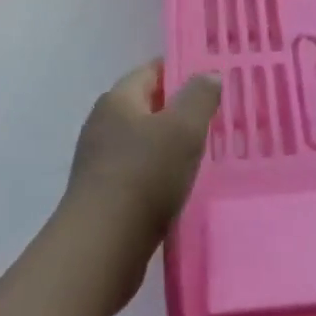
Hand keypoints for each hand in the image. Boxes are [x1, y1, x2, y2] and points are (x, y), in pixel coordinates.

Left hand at [63, 61, 220, 277]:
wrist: (102, 245)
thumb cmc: (144, 174)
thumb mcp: (183, 128)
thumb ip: (199, 97)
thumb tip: (208, 75)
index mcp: (118, 100)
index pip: (152, 70)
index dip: (181, 69)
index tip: (212, 78)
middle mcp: (103, 124)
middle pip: (147, 105)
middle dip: (179, 108)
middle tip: (215, 116)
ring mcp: (99, 160)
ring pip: (143, 140)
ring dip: (170, 143)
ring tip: (205, 151)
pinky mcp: (103, 193)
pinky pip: (138, 170)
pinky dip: (160, 171)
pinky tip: (181, 185)